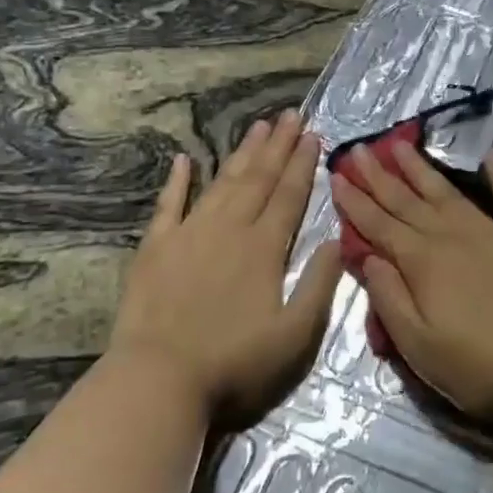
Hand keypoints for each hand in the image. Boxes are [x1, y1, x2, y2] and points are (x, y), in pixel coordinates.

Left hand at [111, 110, 340, 425]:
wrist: (158, 378)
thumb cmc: (234, 361)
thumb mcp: (294, 335)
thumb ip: (320, 284)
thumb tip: (337, 239)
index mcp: (264, 247)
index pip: (289, 195)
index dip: (303, 163)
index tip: (313, 134)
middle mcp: (229, 228)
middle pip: (258, 178)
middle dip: (278, 145)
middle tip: (290, 114)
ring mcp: (189, 233)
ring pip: (223, 182)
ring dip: (242, 153)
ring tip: (257, 127)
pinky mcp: (155, 247)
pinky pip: (169, 204)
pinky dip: (178, 180)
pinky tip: (185, 159)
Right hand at [329, 140, 492, 423]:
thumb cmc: (481, 367)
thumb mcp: (419, 347)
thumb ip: (390, 298)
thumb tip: (368, 256)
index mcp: (423, 263)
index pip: (379, 226)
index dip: (355, 202)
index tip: (336, 175)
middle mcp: (452, 236)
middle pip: (407, 201)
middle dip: (379, 176)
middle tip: (358, 150)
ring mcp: (492, 231)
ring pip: (447, 192)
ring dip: (421, 168)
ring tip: (400, 144)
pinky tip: (489, 155)